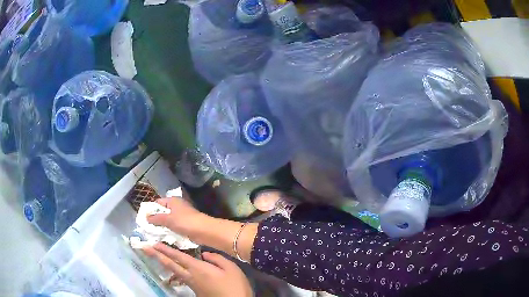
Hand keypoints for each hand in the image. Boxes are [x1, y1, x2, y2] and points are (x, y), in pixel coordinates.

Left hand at [144, 243, 252, 296]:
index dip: (165, 250)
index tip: (153, 243)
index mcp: (198, 268)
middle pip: (170, 265)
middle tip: (145, 248)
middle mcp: (191, 276)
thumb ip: (217, 258)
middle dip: (157, 256)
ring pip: (174, 271)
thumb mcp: (231, 269)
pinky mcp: (195, 290)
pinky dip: (173, 270)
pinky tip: (174, 269)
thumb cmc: (234, 286)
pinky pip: (180, 277)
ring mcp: (192, 284)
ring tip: (156, 257)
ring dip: (163, 263)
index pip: (178, 257)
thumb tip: (204, 254)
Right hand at [147, 196, 206, 239]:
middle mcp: (177, 206)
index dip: (150, 209)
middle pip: (163, 211)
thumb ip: (156, 218)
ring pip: (168, 220)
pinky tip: (164, 237)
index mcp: (173, 201)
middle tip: (147, 228)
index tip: (143, 218)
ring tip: (153, 233)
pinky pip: (174, 227)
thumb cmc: (184, 222)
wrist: (204, 231)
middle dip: (156, 219)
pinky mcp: (186, 225)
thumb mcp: (167, 219)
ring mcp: (182, 216)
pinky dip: (170, 230)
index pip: (158, 203)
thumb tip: (146, 217)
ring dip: (162, 226)